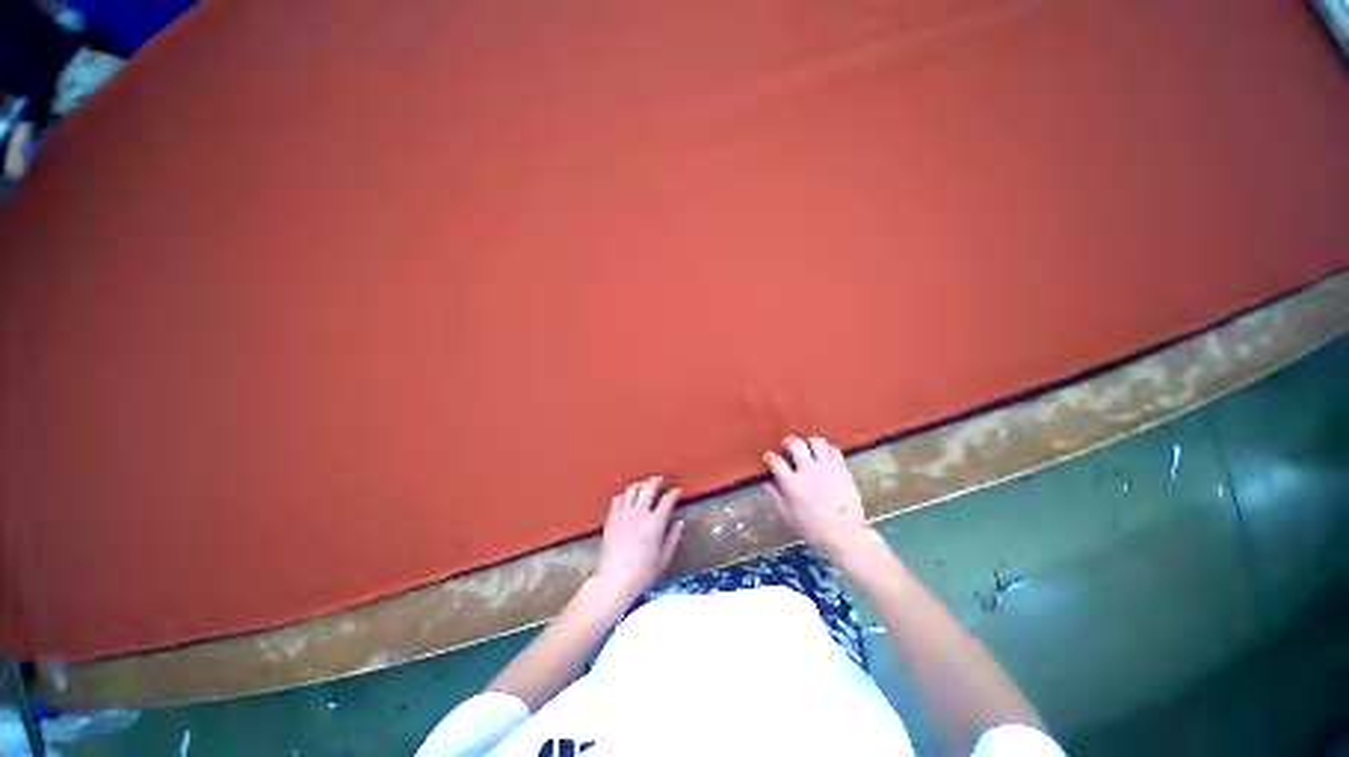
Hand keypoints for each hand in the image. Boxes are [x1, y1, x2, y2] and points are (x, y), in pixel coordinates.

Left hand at [592, 476, 683, 603]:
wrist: (614, 580)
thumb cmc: (642, 573)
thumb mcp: (664, 558)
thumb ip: (673, 538)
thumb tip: (679, 522)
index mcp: (655, 523)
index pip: (667, 500)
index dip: (674, 493)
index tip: (677, 491)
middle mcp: (639, 513)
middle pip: (649, 487)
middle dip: (657, 481)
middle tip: (661, 480)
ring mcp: (623, 513)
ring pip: (631, 489)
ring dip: (640, 485)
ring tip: (644, 487)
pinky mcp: (611, 518)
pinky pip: (617, 498)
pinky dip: (624, 495)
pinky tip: (628, 500)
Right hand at [763, 435, 871, 559]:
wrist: (846, 536)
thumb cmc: (814, 530)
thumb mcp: (789, 516)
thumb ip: (776, 496)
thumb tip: (767, 482)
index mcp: (792, 484)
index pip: (775, 461)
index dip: (769, 457)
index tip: (769, 457)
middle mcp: (808, 471)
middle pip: (795, 443)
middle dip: (787, 442)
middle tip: (786, 447)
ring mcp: (827, 468)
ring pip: (816, 441)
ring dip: (808, 442)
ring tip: (807, 449)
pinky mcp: (842, 469)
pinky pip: (834, 449)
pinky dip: (826, 449)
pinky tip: (823, 455)